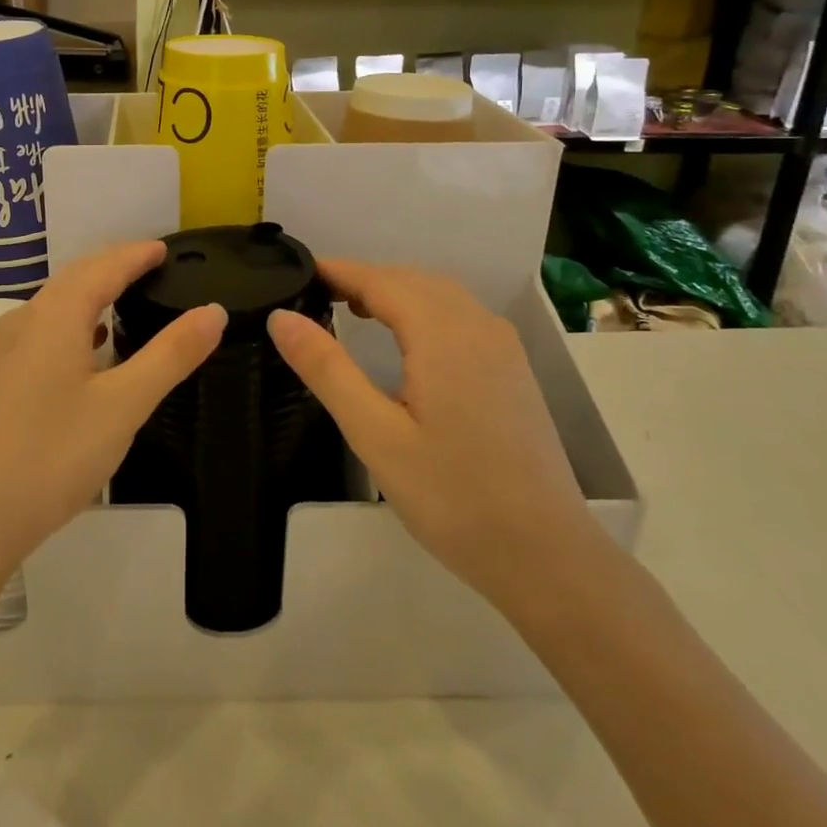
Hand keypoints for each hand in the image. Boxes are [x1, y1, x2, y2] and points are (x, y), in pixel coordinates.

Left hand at [0, 241, 225, 579]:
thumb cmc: (54, 455)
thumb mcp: (124, 404)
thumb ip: (170, 354)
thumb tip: (213, 311)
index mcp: (54, 316)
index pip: (102, 267)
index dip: (136, 254)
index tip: (166, 248)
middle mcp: (24, 321)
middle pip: (75, 279)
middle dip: (114, 267)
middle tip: (153, 266)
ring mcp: (5, 351)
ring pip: (56, 306)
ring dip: (93, 294)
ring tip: (129, 298)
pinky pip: (45, 332)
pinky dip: (76, 325)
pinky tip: (92, 347)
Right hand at [266, 260, 593, 609]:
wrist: (546, 555)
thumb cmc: (451, 497)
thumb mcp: (374, 434)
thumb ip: (326, 369)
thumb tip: (280, 317)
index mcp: (443, 334)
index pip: (380, 280)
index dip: (338, 271)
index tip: (298, 271)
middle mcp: (478, 326)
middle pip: (412, 280)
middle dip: (363, 279)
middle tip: (315, 295)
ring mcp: (503, 348)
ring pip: (440, 295)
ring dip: (395, 292)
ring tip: (351, 310)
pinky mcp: (513, 371)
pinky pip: (461, 316)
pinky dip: (423, 310)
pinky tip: (406, 341)